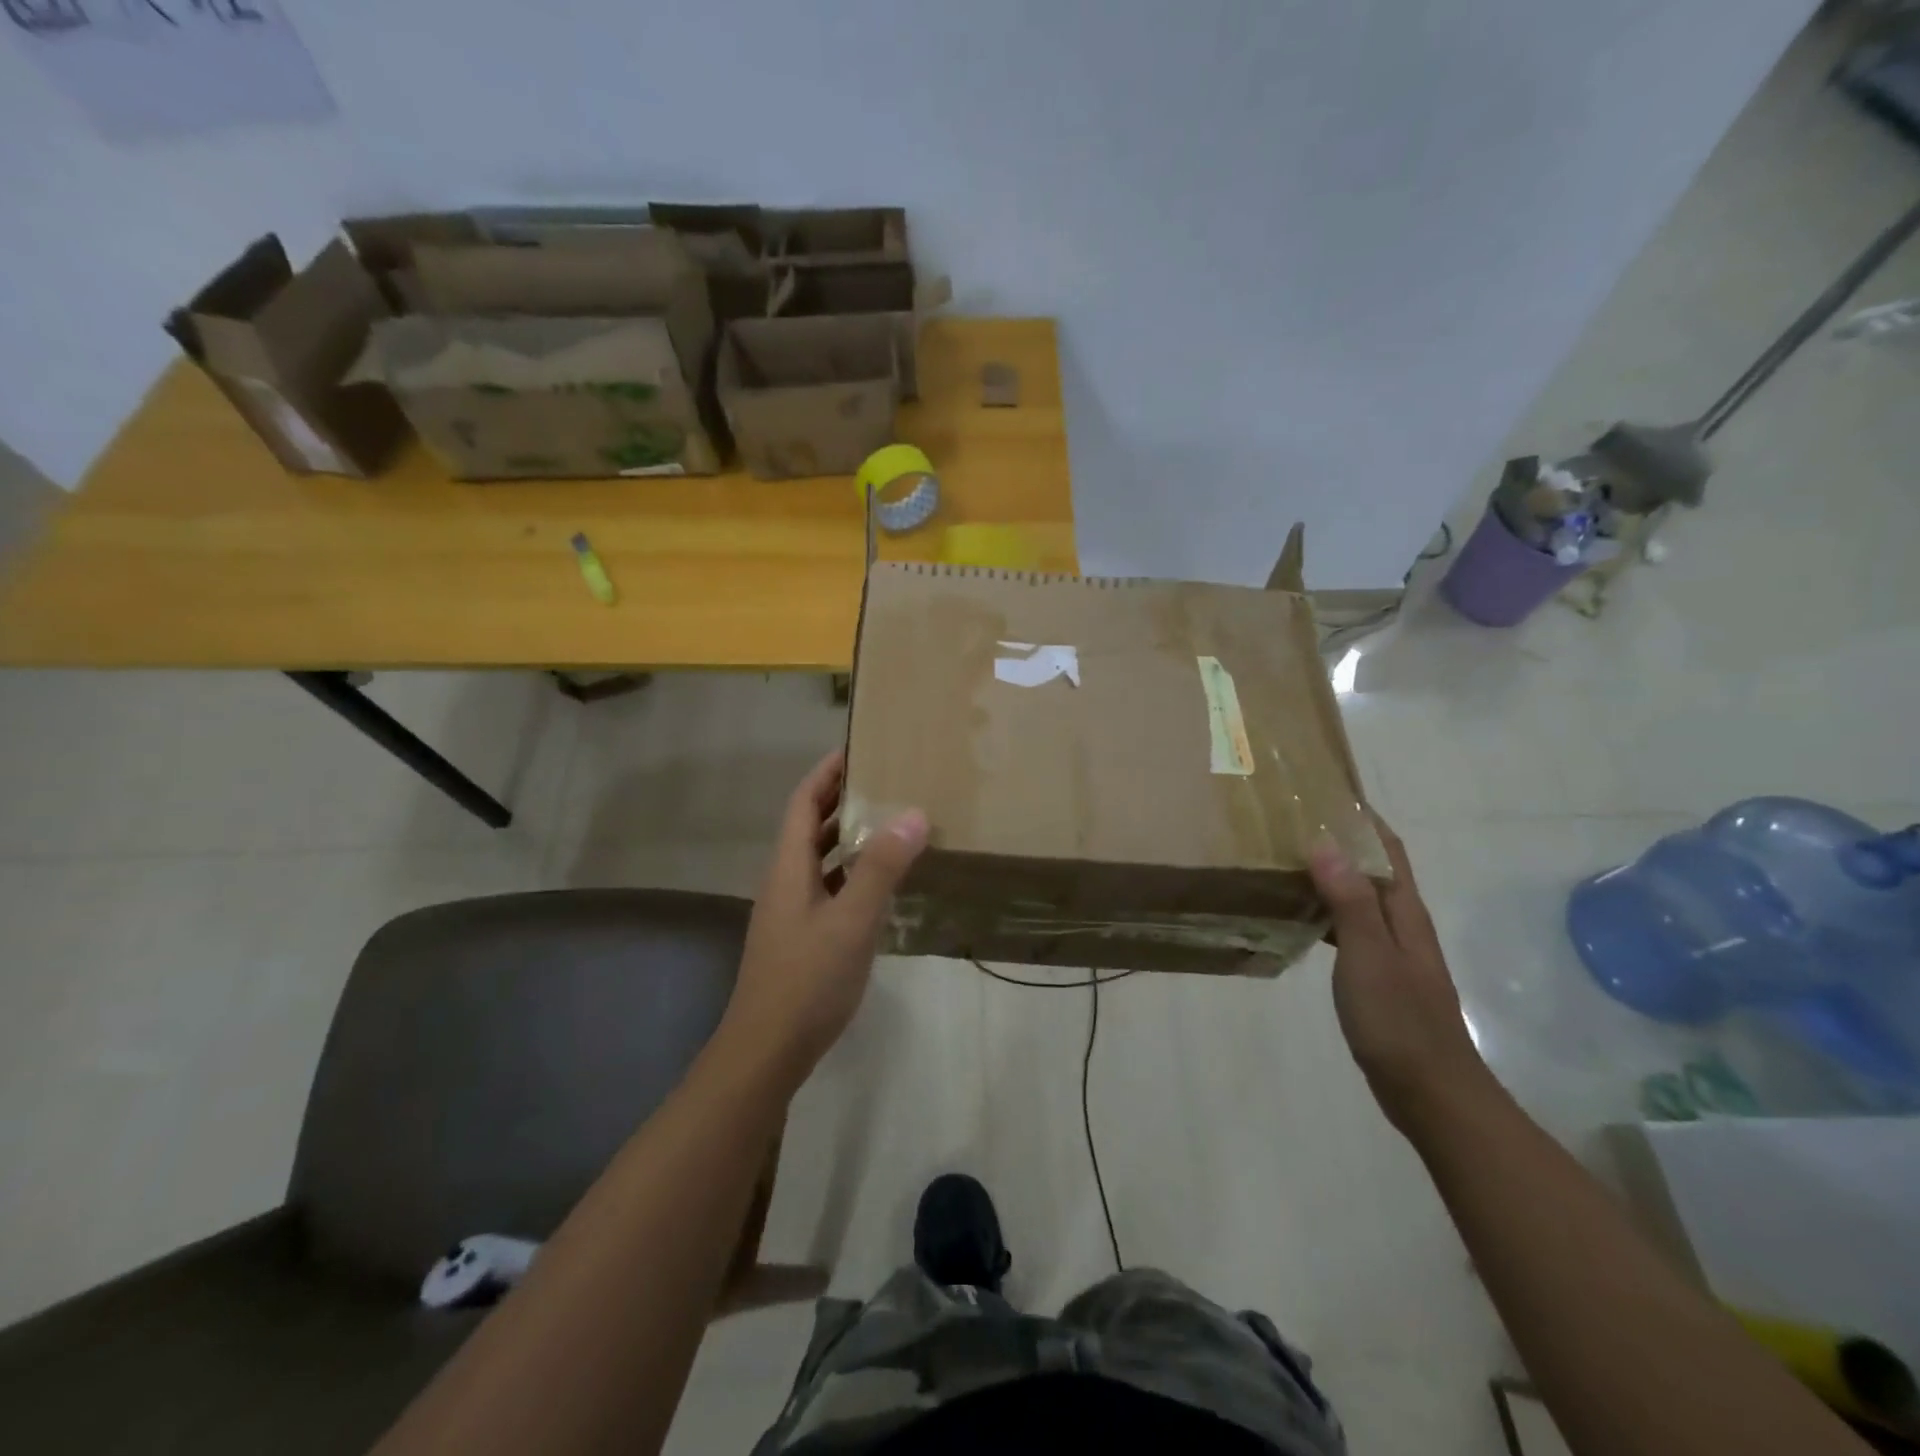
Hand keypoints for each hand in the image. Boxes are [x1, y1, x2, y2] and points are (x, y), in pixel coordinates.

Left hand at [719, 751, 927, 1088]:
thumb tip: (913, 813)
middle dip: (841, 799)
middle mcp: (785, 881)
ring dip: (847, 836)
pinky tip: (881, 885)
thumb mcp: (851, 920)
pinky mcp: (801, 937)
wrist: (766, 1051)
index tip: (858, 747)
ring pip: (819, 859)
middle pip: (809, 826)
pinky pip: (828, 888)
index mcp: (788, 867)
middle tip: (886, 781)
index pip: (803, 801)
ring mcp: (791, 912)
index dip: (827, 772)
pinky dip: (852, 874)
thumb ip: (880, 868)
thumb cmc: (807, 979)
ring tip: (890, 823)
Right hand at [1308, 816, 1494, 1134]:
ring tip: (1286, 861)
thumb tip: (1325, 842)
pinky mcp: (1379, 978)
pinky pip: (1349, 929)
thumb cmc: (1399, 1019)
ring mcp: (1392, 953)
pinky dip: (1325, 913)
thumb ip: (1349, 900)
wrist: (1430, 1092)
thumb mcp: (1369, 955)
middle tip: (1292, 823)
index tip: (1328, 792)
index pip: (1388, 850)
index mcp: (1405, 912)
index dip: (1364, 819)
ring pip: (1360, 899)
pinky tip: (1298, 919)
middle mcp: (1402, 925)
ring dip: (1331, 876)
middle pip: (1374, 870)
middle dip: (1341, 842)